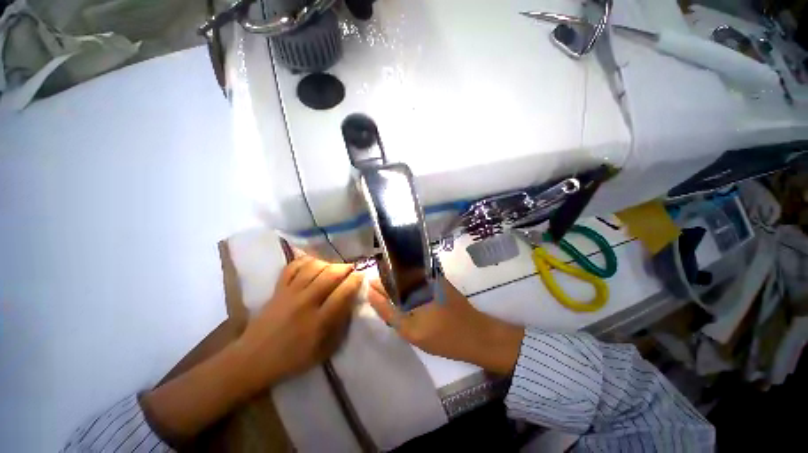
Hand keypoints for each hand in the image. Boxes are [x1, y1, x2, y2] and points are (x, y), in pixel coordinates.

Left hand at [235, 256, 361, 390]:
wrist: (253, 359)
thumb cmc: (292, 359)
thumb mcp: (324, 350)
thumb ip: (340, 326)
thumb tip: (351, 302)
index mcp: (319, 321)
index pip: (343, 292)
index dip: (355, 280)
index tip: (361, 276)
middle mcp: (306, 302)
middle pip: (331, 274)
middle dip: (345, 268)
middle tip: (351, 269)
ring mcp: (289, 293)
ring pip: (314, 266)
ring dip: (328, 263)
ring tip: (334, 267)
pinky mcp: (277, 289)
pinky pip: (293, 266)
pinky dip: (305, 261)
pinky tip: (314, 263)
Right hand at [367, 277, 524, 374]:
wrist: (475, 334)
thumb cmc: (441, 336)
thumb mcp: (410, 330)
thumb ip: (387, 310)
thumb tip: (371, 292)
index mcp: (411, 284)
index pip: (384, 277)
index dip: (376, 285)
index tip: (370, 291)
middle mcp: (419, 274)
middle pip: (393, 274)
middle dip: (386, 285)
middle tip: (384, 299)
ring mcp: (429, 275)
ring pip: (404, 276)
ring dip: (397, 285)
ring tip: (396, 301)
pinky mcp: (436, 278)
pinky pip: (415, 278)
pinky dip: (408, 287)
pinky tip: (408, 299)